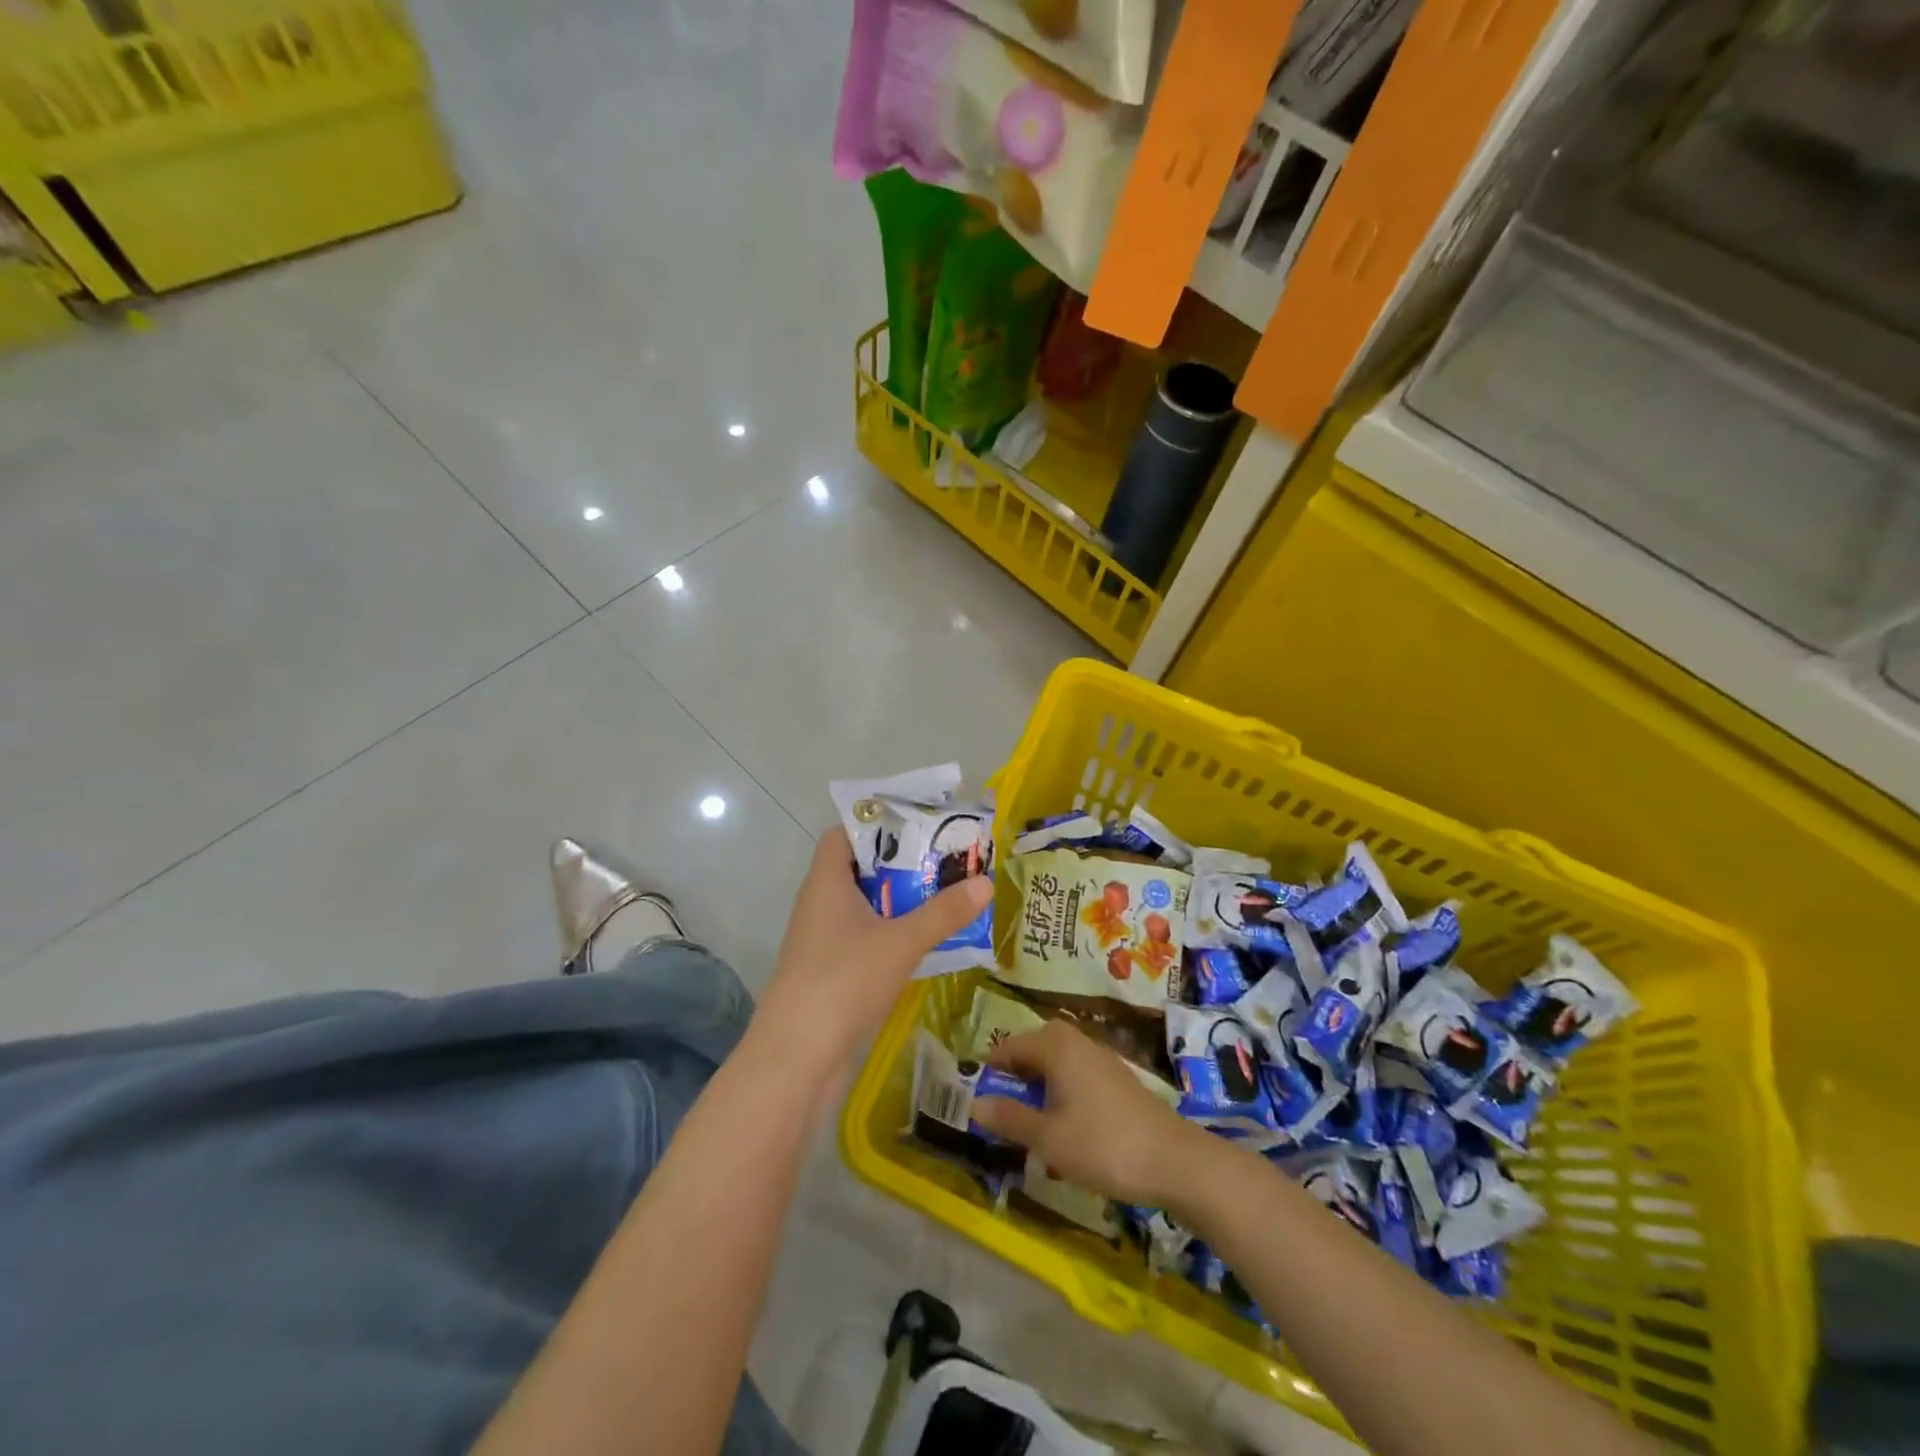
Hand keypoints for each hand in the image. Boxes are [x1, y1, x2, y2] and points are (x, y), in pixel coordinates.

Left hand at [751, 826, 992, 1083]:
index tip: (918, 825)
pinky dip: (890, 931)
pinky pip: (863, 936)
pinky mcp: (828, 970)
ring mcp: (821, 938)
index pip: (845, 833)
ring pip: (864, 905)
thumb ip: (944, 912)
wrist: (796, 1056)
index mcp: (827, 881)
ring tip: (944, 895)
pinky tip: (922, 941)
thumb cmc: (844, 980)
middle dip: (901, 863)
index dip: (878, 824)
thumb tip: (986, 882)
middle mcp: (820, 902)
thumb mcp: (902, 941)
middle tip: (945, 860)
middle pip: (860, 868)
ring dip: (899, 900)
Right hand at [972, 1021, 1201, 1206]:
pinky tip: (1065, 1129)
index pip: (1009, 1046)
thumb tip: (975, 1103)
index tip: (975, 1097)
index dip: (990, 1070)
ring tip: (1031, 1123)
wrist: (1174, 1160)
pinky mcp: (1117, 1079)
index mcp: (1056, 1046)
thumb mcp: (1048, 1139)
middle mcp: (1077, 1041)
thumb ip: (1010, 1118)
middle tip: (1003, 1110)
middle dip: (1016, 1076)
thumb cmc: (1103, 1145)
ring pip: (1057, 1063)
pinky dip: (1062, 1093)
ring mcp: (1101, 1058)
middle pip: (1034, 1049)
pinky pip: (1076, 1075)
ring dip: (1039, 1087)